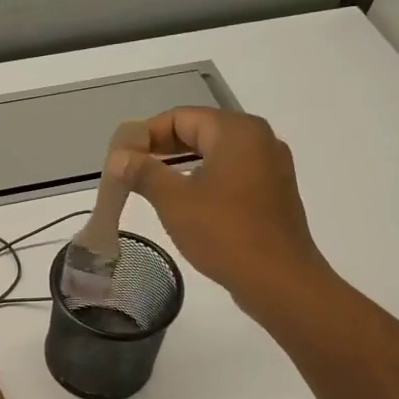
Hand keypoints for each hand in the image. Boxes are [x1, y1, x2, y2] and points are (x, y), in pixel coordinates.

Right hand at [109, 107, 329, 310]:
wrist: (279, 281)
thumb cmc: (225, 233)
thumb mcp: (174, 200)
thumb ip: (144, 172)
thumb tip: (119, 157)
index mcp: (237, 132)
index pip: (180, 117)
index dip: (145, 134)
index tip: (120, 158)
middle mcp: (259, 140)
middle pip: (200, 132)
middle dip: (162, 149)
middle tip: (130, 171)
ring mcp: (271, 168)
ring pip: (216, 155)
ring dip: (182, 166)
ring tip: (150, 187)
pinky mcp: (273, 194)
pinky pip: (231, 175)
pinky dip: (204, 181)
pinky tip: (185, 204)